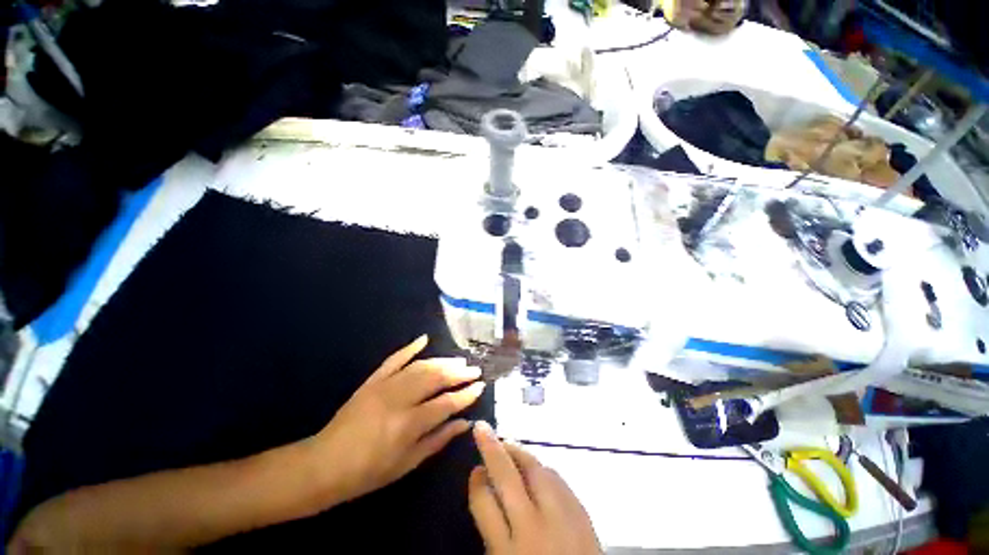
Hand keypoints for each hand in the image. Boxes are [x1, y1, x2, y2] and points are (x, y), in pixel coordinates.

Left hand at [308, 335, 485, 503]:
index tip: (481, 386)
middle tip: (474, 369)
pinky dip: (410, 347)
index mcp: (408, 424)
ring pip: (421, 366)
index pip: (447, 403)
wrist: (324, 464)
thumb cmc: (369, 472)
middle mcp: (399, 399)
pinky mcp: (373, 380)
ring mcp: (385, 385)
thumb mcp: (408, 463)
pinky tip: (424, 339)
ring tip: (459, 360)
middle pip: (436, 378)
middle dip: (459, 372)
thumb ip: (439, 439)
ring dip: (443, 361)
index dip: (466, 394)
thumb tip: (465, 423)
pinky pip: (394, 359)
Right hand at [468, 422, 600, 554]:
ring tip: (508, 446)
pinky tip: (536, 469)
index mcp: (508, 551)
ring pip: (536, 469)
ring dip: (519, 453)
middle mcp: (533, 528)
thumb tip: (484, 487)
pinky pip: (558, 479)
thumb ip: (492, 531)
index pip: (484, 502)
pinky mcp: (582, 512)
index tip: (475, 469)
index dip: (476, 482)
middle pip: (507, 476)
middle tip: (481, 428)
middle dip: (491, 447)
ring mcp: (561, 517)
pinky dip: (543, 469)